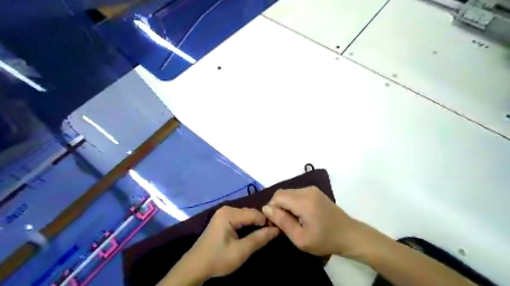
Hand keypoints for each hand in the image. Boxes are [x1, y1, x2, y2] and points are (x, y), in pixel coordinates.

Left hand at [183, 207, 277, 280]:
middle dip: (261, 223)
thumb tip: (277, 229)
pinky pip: (240, 219)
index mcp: (229, 214)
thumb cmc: (218, 259)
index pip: (255, 213)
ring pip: (246, 216)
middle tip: (272, 234)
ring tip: (264, 234)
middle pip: (250, 213)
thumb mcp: (241, 251)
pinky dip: (247, 225)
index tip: (277, 231)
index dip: (267, 222)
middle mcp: (227, 209)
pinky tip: (252, 233)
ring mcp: (223, 213)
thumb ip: (259, 238)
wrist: (195, 267)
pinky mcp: (222, 219)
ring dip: (255, 224)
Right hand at [262, 185, 373, 258]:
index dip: (272, 209)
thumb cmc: (325, 240)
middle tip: (283, 224)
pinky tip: (300, 215)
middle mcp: (307, 190)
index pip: (277, 196)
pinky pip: (296, 194)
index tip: (276, 224)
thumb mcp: (300, 238)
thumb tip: (266, 208)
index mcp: (304, 201)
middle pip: (282, 193)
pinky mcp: (315, 192)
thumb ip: (282, 221)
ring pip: (288, 193)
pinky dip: (292, 203)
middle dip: (278, 207)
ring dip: (285, 205)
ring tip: (292, 221)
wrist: (350, 235)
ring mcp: (312, 189)